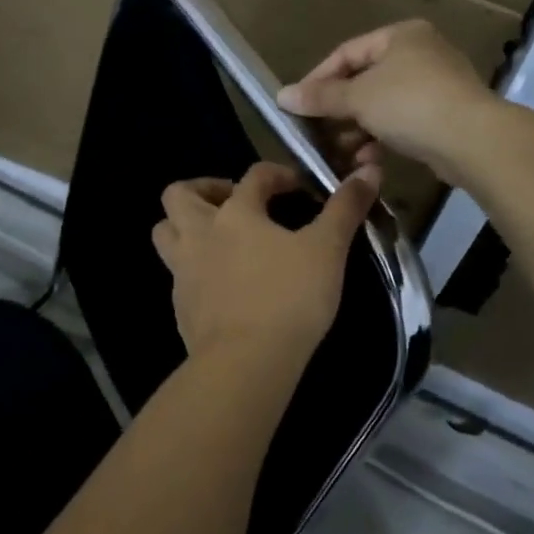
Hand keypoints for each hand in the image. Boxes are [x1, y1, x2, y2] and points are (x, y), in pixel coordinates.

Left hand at [152, 162, 379, 374]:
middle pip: (180, 194)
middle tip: (233, 203)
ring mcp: (183, 271)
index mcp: (235, 213)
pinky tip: (220, 283)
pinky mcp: (180, 306)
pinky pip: (176, 274)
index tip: (296, 188)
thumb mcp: (328, 250)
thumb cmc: (289, 297)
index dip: (277, 175)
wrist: (245, 362)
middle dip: (204, 190)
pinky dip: (193, 268)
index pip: (253, 176)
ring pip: (165, 232)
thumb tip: (369, 170)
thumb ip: (345, 209)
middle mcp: (200, 234)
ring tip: (216, 237)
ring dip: (184, 226)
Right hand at [276, 21, 496, 184]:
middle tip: (317, 132)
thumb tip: (281, 96)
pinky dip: (382, 138)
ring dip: (358, 129)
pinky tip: (368, 160)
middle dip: (339, 110)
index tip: (297, 105)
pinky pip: (402, 123)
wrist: (473, 140)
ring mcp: (436, 85)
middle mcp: (420, 53)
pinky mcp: (445, 116)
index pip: (346, 53)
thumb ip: (320, 97)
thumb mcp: (358, 97)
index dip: (318, 79)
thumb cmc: (410, 105)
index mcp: (401, 36)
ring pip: (382, 105)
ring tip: (341, 152)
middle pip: (364, 80)